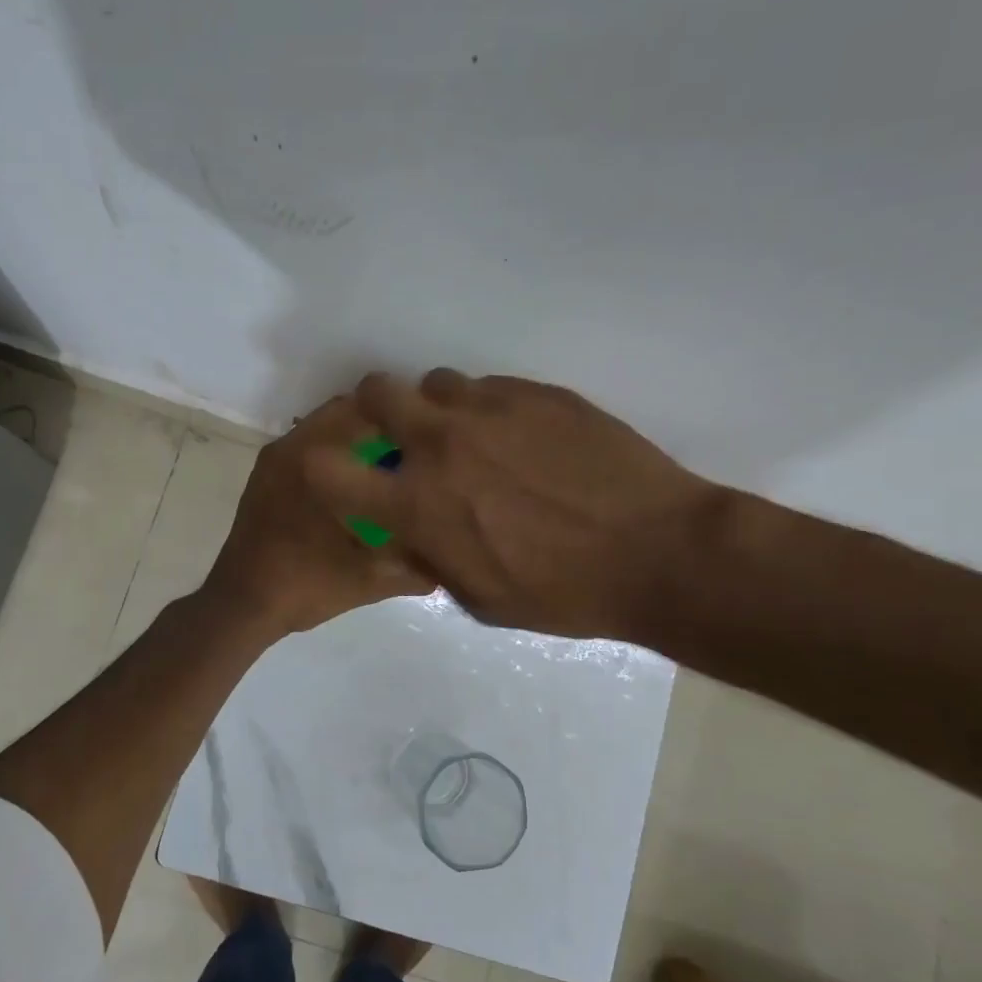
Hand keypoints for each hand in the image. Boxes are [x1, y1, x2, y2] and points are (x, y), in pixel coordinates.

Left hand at [203, 396, 434, 637]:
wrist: (242, 606)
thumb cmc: (305, 586)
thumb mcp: (368, 579)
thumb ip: (414, 566)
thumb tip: (450, 558)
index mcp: (315, 461)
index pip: (367, 414)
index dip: (403, 419)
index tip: (430, 436)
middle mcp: (291, 448)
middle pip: (345, 413)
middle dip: (381, 426)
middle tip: (414, 449)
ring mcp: (273, 460)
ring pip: (324, 429)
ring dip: (356, 438)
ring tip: (389, 464)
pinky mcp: (264, 476)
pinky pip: (306, 447)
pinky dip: (333, 452)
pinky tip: (356, 483)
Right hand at [300, 370, 724, 639]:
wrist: (659, 553)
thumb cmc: (564, 594)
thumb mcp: (480, 599)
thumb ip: (431, 555)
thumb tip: (414, 528)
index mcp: (419, 505)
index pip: (326, 470)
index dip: (322, 469)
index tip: (343, 475)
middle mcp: (442, 444)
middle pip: (375, 391)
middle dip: (377, 410)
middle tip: (405, 434)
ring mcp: (490, 409)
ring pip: (436, 383)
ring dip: (440, 408)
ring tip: (475, 436)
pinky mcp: (536, 392)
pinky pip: (490, 387)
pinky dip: (490, 409)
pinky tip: (525, 438)